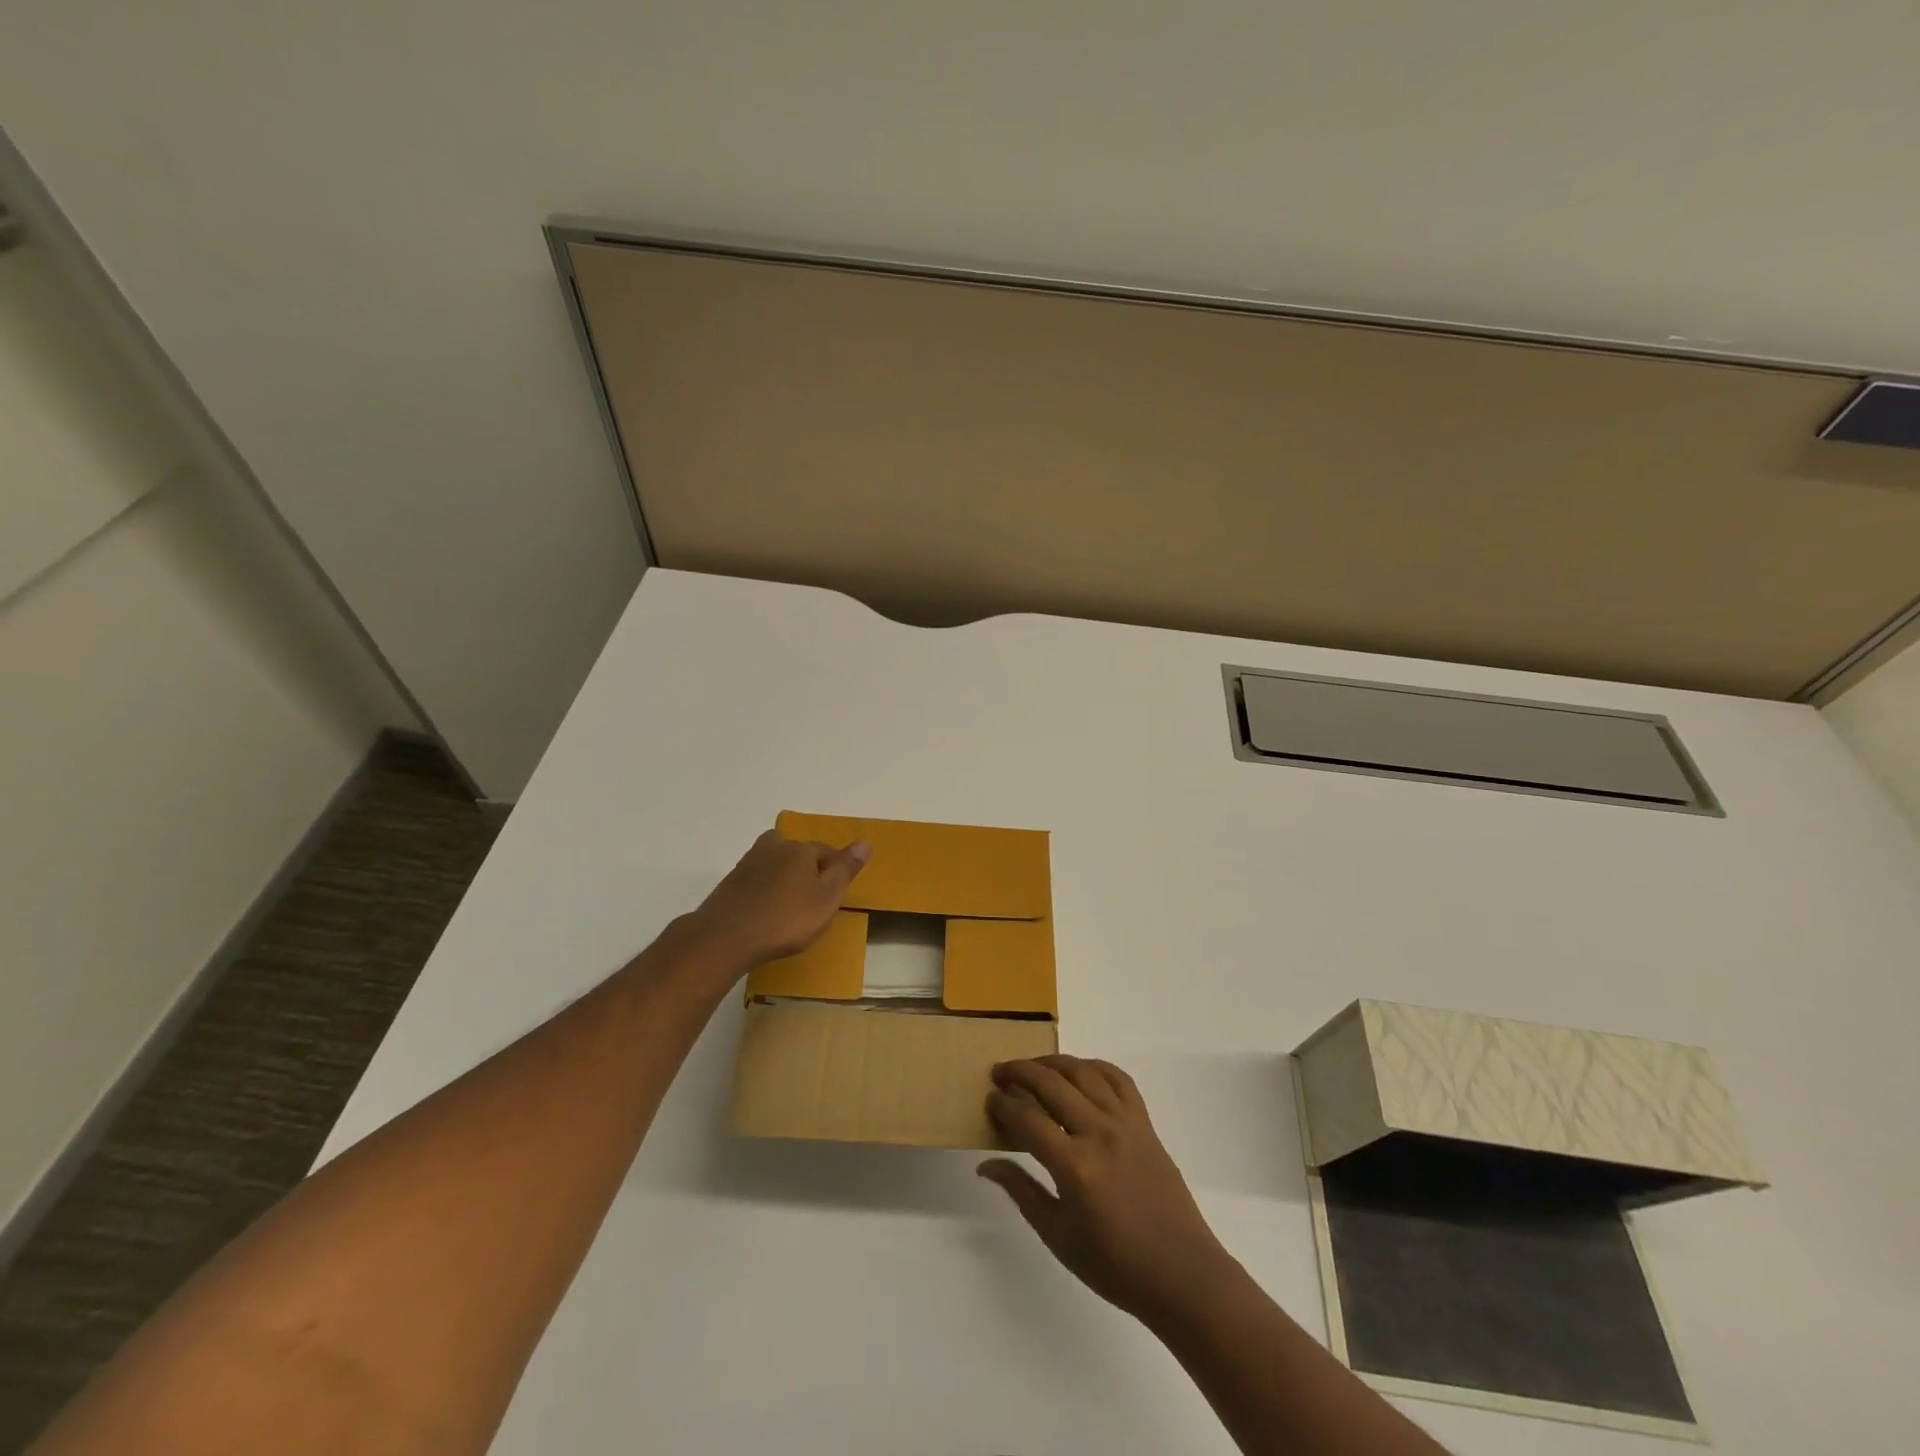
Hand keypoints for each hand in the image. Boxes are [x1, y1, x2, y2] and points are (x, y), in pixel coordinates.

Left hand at [683, 828, 870, 972]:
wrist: (725, 937)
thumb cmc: (786, 919)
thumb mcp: (827, 898)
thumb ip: (845, 870)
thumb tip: (865, 842)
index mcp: (800, 849)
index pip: (827, 851)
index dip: (837, 869)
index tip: (838, 891)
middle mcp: (774, 848)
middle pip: (797, 852)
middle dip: (807, 868)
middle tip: (814, 896)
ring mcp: (748, 864)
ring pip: (774, 863)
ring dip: (784, 877)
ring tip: (790, 904)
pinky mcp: (730, 883)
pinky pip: (757, 880)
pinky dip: (765, 890)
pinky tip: (766, 910)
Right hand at [979, 1055, 1237, 1326]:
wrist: (1181, 1273)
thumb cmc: (1115, 1265)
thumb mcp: (1058, 1237)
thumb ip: (1022, 1191)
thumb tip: (986, 1165)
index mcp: (1074, 1166)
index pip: (1028, 1119)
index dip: (1003, 1105)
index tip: (989, 1099)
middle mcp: (1099, 1133)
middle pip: (1052, 1084)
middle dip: (1020, 1072)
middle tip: (1000, 1073)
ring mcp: (1125, 1123)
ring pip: (1083, 1072)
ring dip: (1052, 1062)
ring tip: (1032, 1066)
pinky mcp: (1145, 1123)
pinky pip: (1118, 1079)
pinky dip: (1094, 1066)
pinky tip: (1079, 1071)